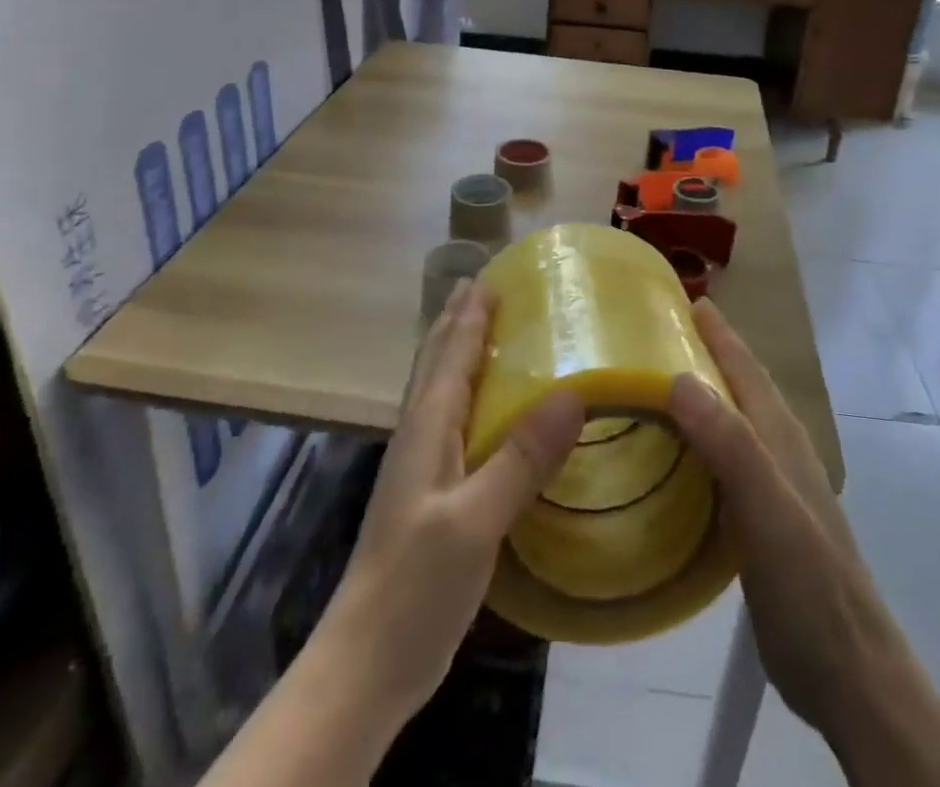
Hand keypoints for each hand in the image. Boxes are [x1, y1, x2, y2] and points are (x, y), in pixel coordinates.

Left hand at [319, 280, 584, 723]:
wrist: (366, 663)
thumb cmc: (415, 583)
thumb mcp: (475, 520)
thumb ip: (521, 458)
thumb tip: (573, 393)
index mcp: (427, 427)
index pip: (451, 354)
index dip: (470, 314)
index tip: (490, 276)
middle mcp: (419, 435)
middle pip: (437, 362)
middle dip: (457, 321)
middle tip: (483, 286)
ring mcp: (421, 467)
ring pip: (440, 390)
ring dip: (458, 353)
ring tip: (483, 330)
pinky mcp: (430, 495)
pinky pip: (450, 423)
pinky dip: (467, 395)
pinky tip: (484, 411)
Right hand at [666, 299, 901, 738]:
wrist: (852, 677)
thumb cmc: (810, 589)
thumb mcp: (768, 512)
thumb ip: (730, 444)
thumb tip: (678, 378)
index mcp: (781, 439)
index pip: (746, 369)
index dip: (718, 333)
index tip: (683, 299)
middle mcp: (780, 452)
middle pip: (740, 388)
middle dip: (706, 354)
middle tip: (656, 335)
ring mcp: (775, 488)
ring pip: (733, 423)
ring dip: (702, 396)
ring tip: (657, 385)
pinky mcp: (763, 521)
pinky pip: (725, 461)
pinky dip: (701, 443)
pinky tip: (675, 457)